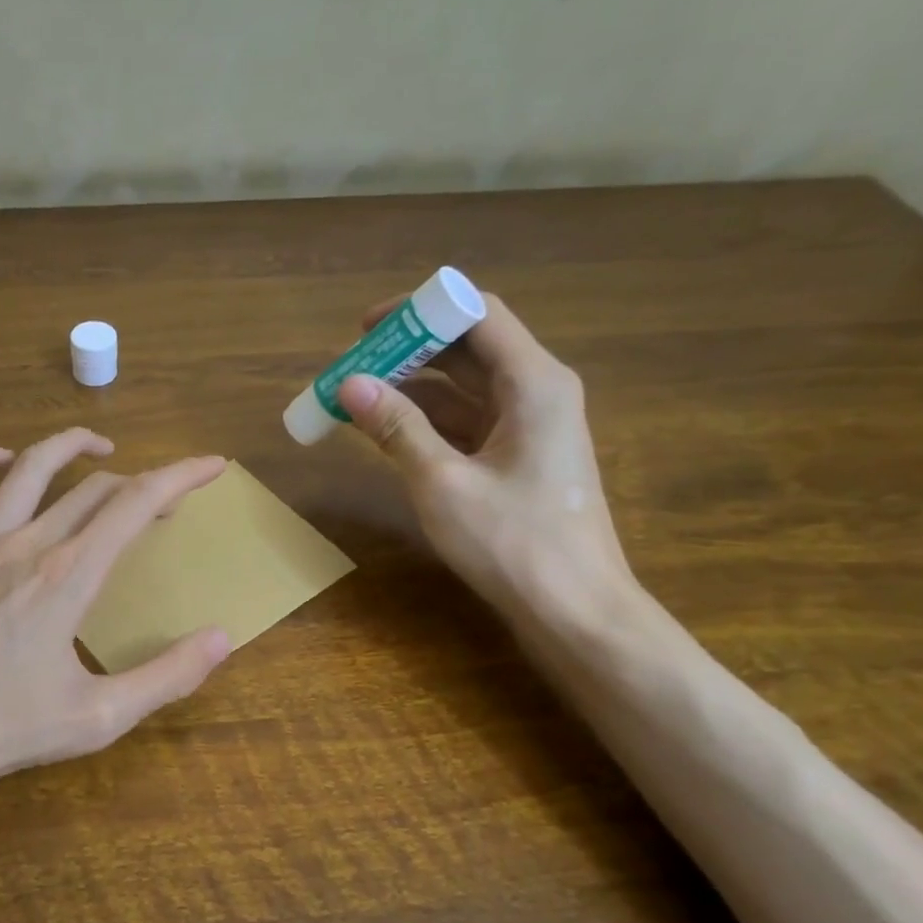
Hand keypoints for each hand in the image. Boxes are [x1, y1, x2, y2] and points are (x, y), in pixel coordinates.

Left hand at [0, 430, 231, 827]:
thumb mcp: (94, 719)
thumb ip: (165, 677)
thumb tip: (222, 638)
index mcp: (69, 577)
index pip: (137, 504)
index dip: (181, 475)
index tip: (212, 465)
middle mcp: (26, 544)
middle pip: (93, 488)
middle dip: (140, 482)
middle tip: (165, 499)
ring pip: (28, 469)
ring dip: (69, 447)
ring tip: (99, 447)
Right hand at [336, 293, 632, 621]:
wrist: (574, 611)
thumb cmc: (513, 544)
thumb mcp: (443, 484)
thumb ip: (396, 428)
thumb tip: (349, 383)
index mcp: (533, 383)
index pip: (476, 314)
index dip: (419, 311)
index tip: (366, 327)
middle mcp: (537, 393)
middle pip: (468, 348)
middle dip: (408, 352)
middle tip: (350, 365)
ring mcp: (528, 427)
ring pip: (464, 387)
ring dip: (412, 388)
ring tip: (356, 398)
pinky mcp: (517, 458)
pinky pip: (466, 422)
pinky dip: (426, 421)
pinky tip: (386, 430)